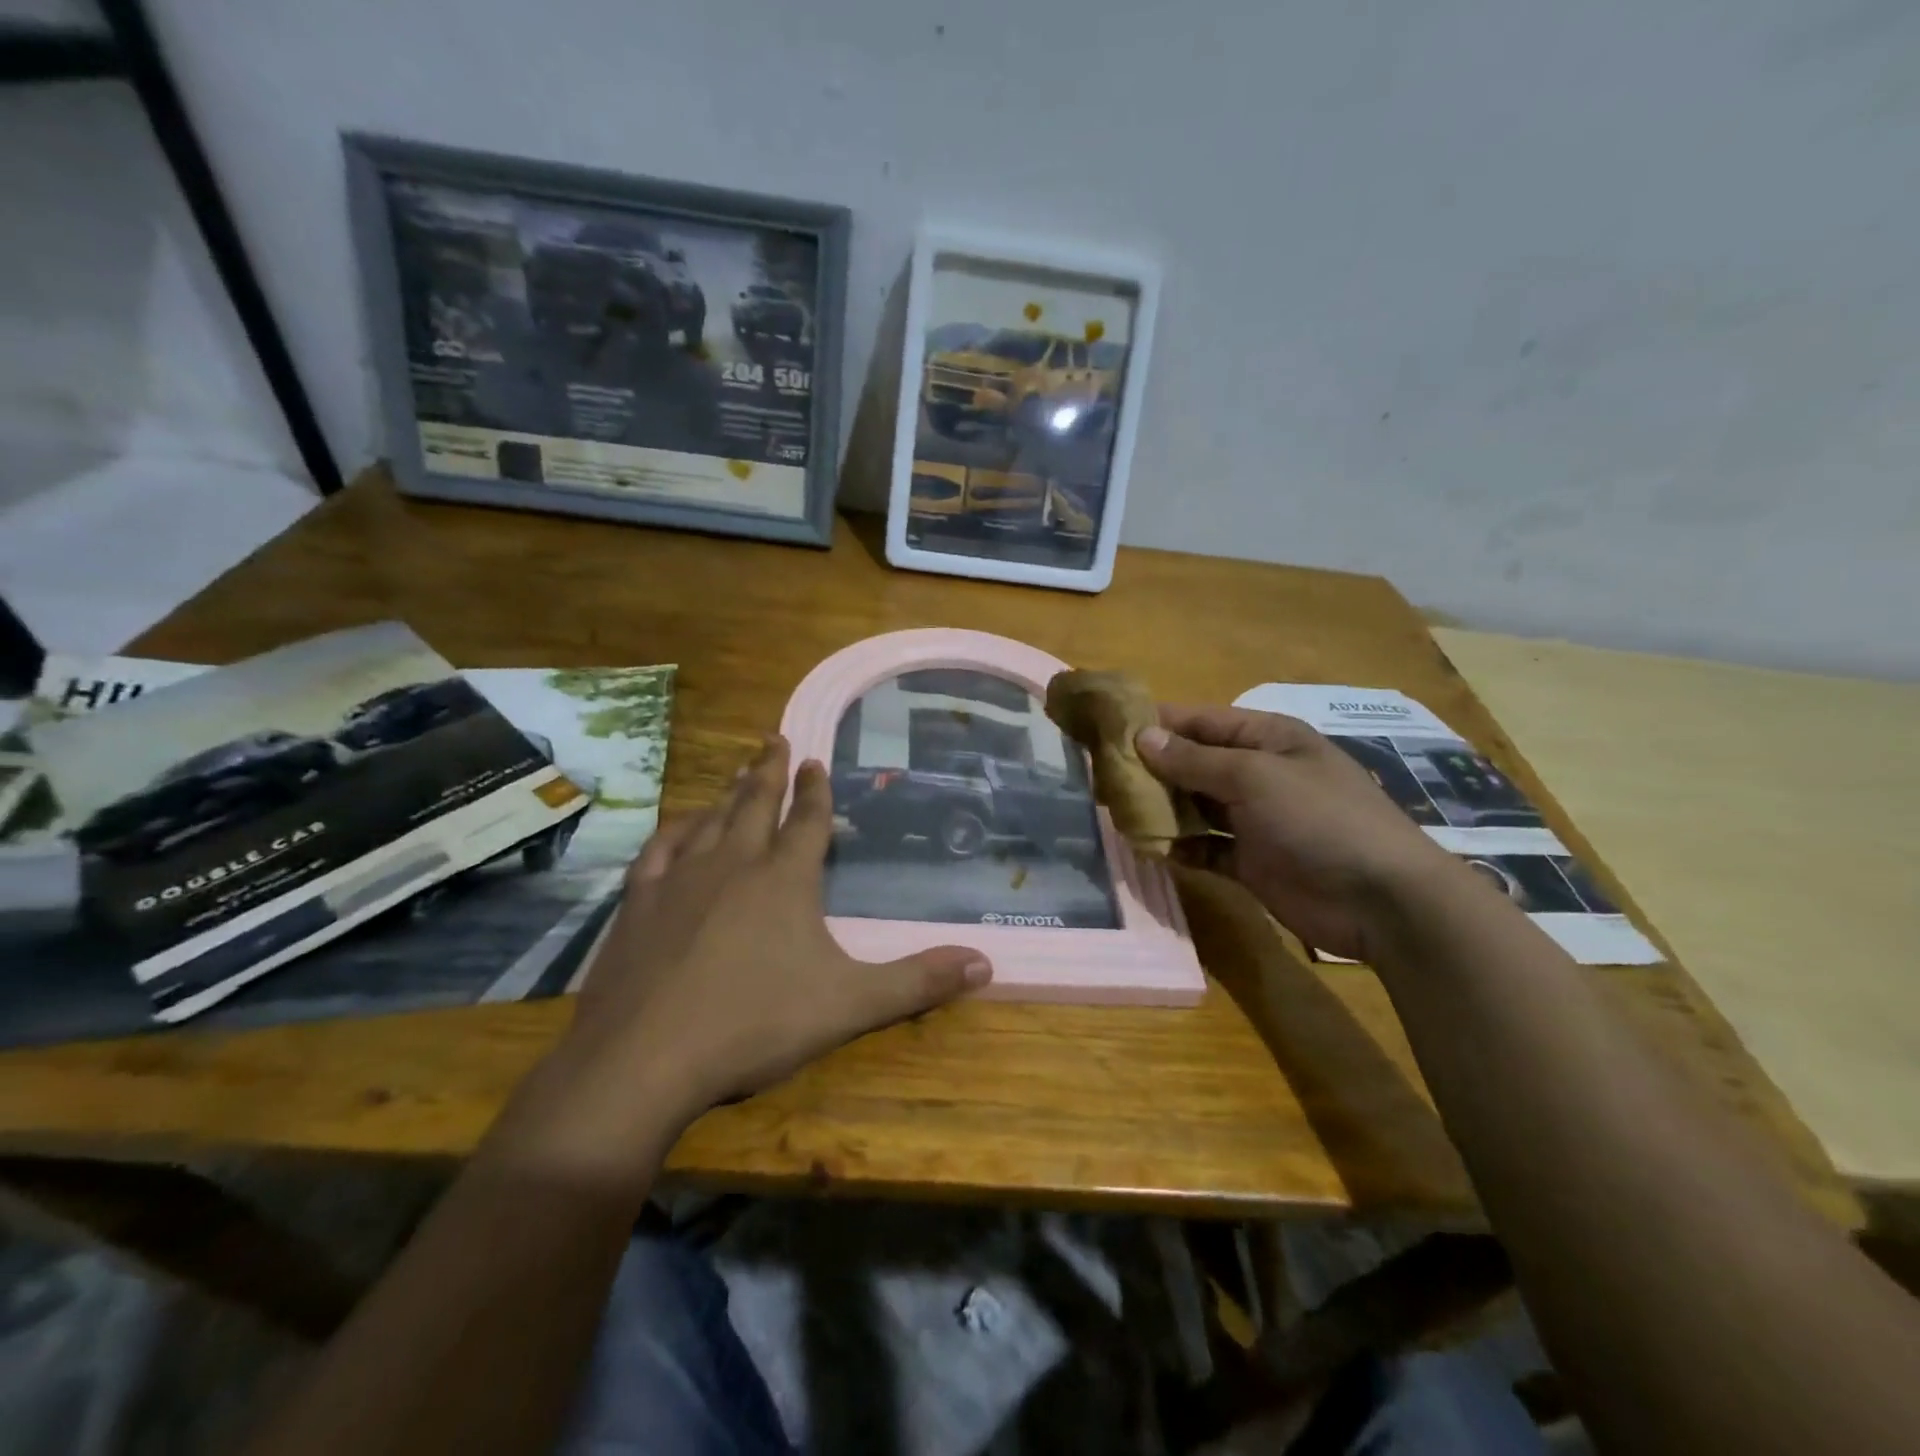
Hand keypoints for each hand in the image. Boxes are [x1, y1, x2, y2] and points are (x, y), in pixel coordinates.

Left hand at [498, 739, 991, 1183]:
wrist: (643, 1059)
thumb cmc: (754, 1025)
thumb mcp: (849, 1006)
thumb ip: (917, 982)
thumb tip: (985, 962)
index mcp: (784, 880)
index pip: (808, 822)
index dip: (816, 790)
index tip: (815, 759)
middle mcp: (733, 865)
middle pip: (755, 804)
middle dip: (769, 770)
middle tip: (774, 738)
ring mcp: (680, 880)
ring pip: (710, 820)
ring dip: (727, 792)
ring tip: (737, 770)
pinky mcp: (639, 904)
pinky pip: (659, 850)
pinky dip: (674, 831)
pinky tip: (679, 826)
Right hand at [1136, 706, 1451, 960]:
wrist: (1381, 900)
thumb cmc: (1319, 819)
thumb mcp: (1254, 777)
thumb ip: (1194, 760)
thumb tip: (1141, 737)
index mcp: (1267, 739)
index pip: (1201, 721)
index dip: (1157, 723)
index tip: (1108, 729)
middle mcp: (1259, 774)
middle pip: (1194, 763)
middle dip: (1152, 768)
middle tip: (1102, 776)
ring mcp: (1255, 819)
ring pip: (1195, 806)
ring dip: (1161, 808)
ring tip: (1116, 810)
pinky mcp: (1251, 861)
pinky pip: (1205, 847)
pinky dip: (1179, 847)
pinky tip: (1150, 848)